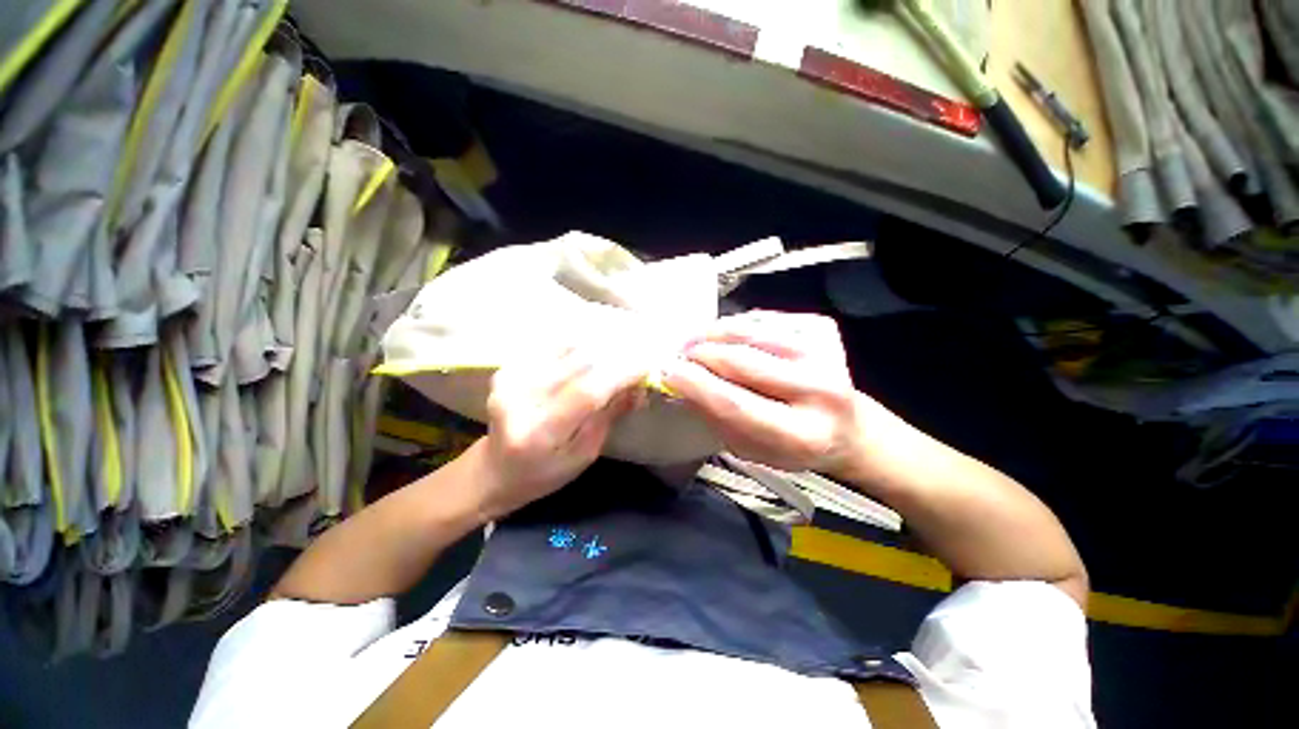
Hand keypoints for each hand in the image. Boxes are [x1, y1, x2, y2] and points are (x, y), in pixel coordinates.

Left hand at [469, 347, 647, 520]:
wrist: (494, 470)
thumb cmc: (545, 472)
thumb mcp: (585, 454)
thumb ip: (609, 415)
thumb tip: (638, 386)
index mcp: (540, 432)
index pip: (587, 392)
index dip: (621, 373)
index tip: (648, 364)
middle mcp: (519, 399)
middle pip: (578, 363)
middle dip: (616, 357)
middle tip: (638, 359)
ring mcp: (509, 379)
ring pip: (567, 348)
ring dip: (600, 348)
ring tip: (618, 356)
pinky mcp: (507, 367)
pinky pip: (553, 346)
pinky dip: (578, 347)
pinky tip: (591, 355)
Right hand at [663, 311, 863, 475]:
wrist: (846, 427)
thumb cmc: (791, 446)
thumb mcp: (749, 449)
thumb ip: (715, 417)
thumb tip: (680, 383)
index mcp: (800, 434)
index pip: (735, 403)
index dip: (695, 384)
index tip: (667, 371)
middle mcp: (819, 392)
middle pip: (742, 360)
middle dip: (701, 353)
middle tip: (679, 353)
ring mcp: (826, 354)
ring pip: (752, 332)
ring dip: (715, 333)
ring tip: (696, 340)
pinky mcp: (824, 329)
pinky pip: (767, 319)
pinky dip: (740, 325)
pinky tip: (729, 336)